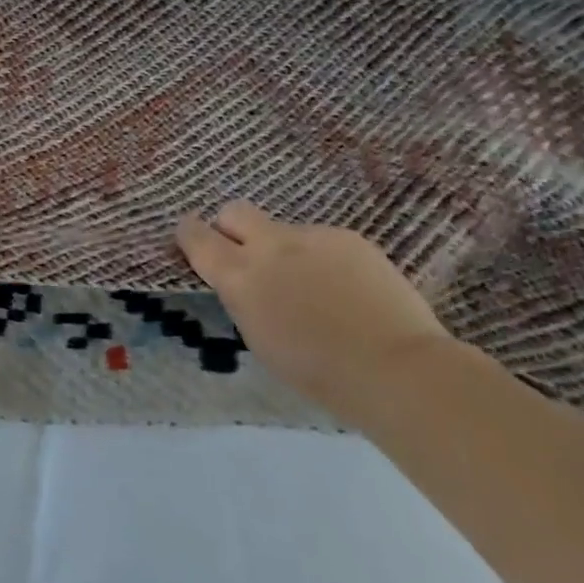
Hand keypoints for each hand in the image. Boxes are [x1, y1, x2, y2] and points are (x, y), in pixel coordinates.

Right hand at [176, 202, 451, 423]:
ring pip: (284, 231)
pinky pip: (323, 242)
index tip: (192, 238)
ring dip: (287, 251)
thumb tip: (245, 282)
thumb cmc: (317, 371)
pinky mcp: (348, 238)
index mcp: (238, 275)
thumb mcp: (258, 336)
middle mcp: (268, 246)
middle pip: (234, 211)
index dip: (189, 234)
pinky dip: (325, 260)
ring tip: (315, 287)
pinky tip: (347, 290)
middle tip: (246, 254)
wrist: (394, 367)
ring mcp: (311, 236)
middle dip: (232, 227)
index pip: (196, 236)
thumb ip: (243, 297)